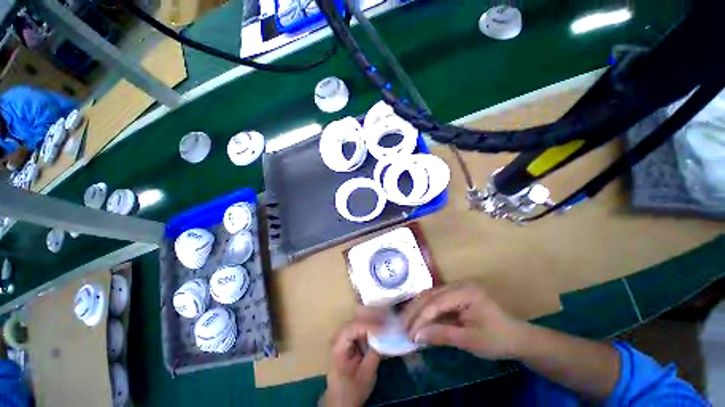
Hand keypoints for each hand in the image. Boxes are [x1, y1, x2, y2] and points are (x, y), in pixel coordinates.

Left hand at [321, 307, 384, 406]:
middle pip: (356, 320)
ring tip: (387, 321)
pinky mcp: (348, 338)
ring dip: (372, 321)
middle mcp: (338, 336)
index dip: (370, 325)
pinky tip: (381, 328)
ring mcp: (343, 336)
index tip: (384, 327)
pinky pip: (360, 327)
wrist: (341, 400)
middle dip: (372, 319)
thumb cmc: (352, 390)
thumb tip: (386, 336)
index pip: (354, 328)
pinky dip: (371, 327)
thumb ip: (375, 353)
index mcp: (338, 346)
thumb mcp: (366, 375)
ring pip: (358, 321)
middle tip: (388, 319)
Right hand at [402, 283, 525, 359]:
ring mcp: (456, 288)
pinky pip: (436, 299)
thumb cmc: (497, 339)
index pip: (436, 303)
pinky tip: (418, 318)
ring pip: (430, 295)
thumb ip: (443, 335)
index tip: (409, 334)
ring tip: (407, 322)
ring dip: (418, 309)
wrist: (516, 337)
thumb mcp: (470, 341)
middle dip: (415, 311)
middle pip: (430, 295)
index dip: (421, 318)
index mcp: (466, 292)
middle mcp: (458, 285)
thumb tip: (417, 336)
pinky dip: (426, 309)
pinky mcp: (455, 294)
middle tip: (402, 326)